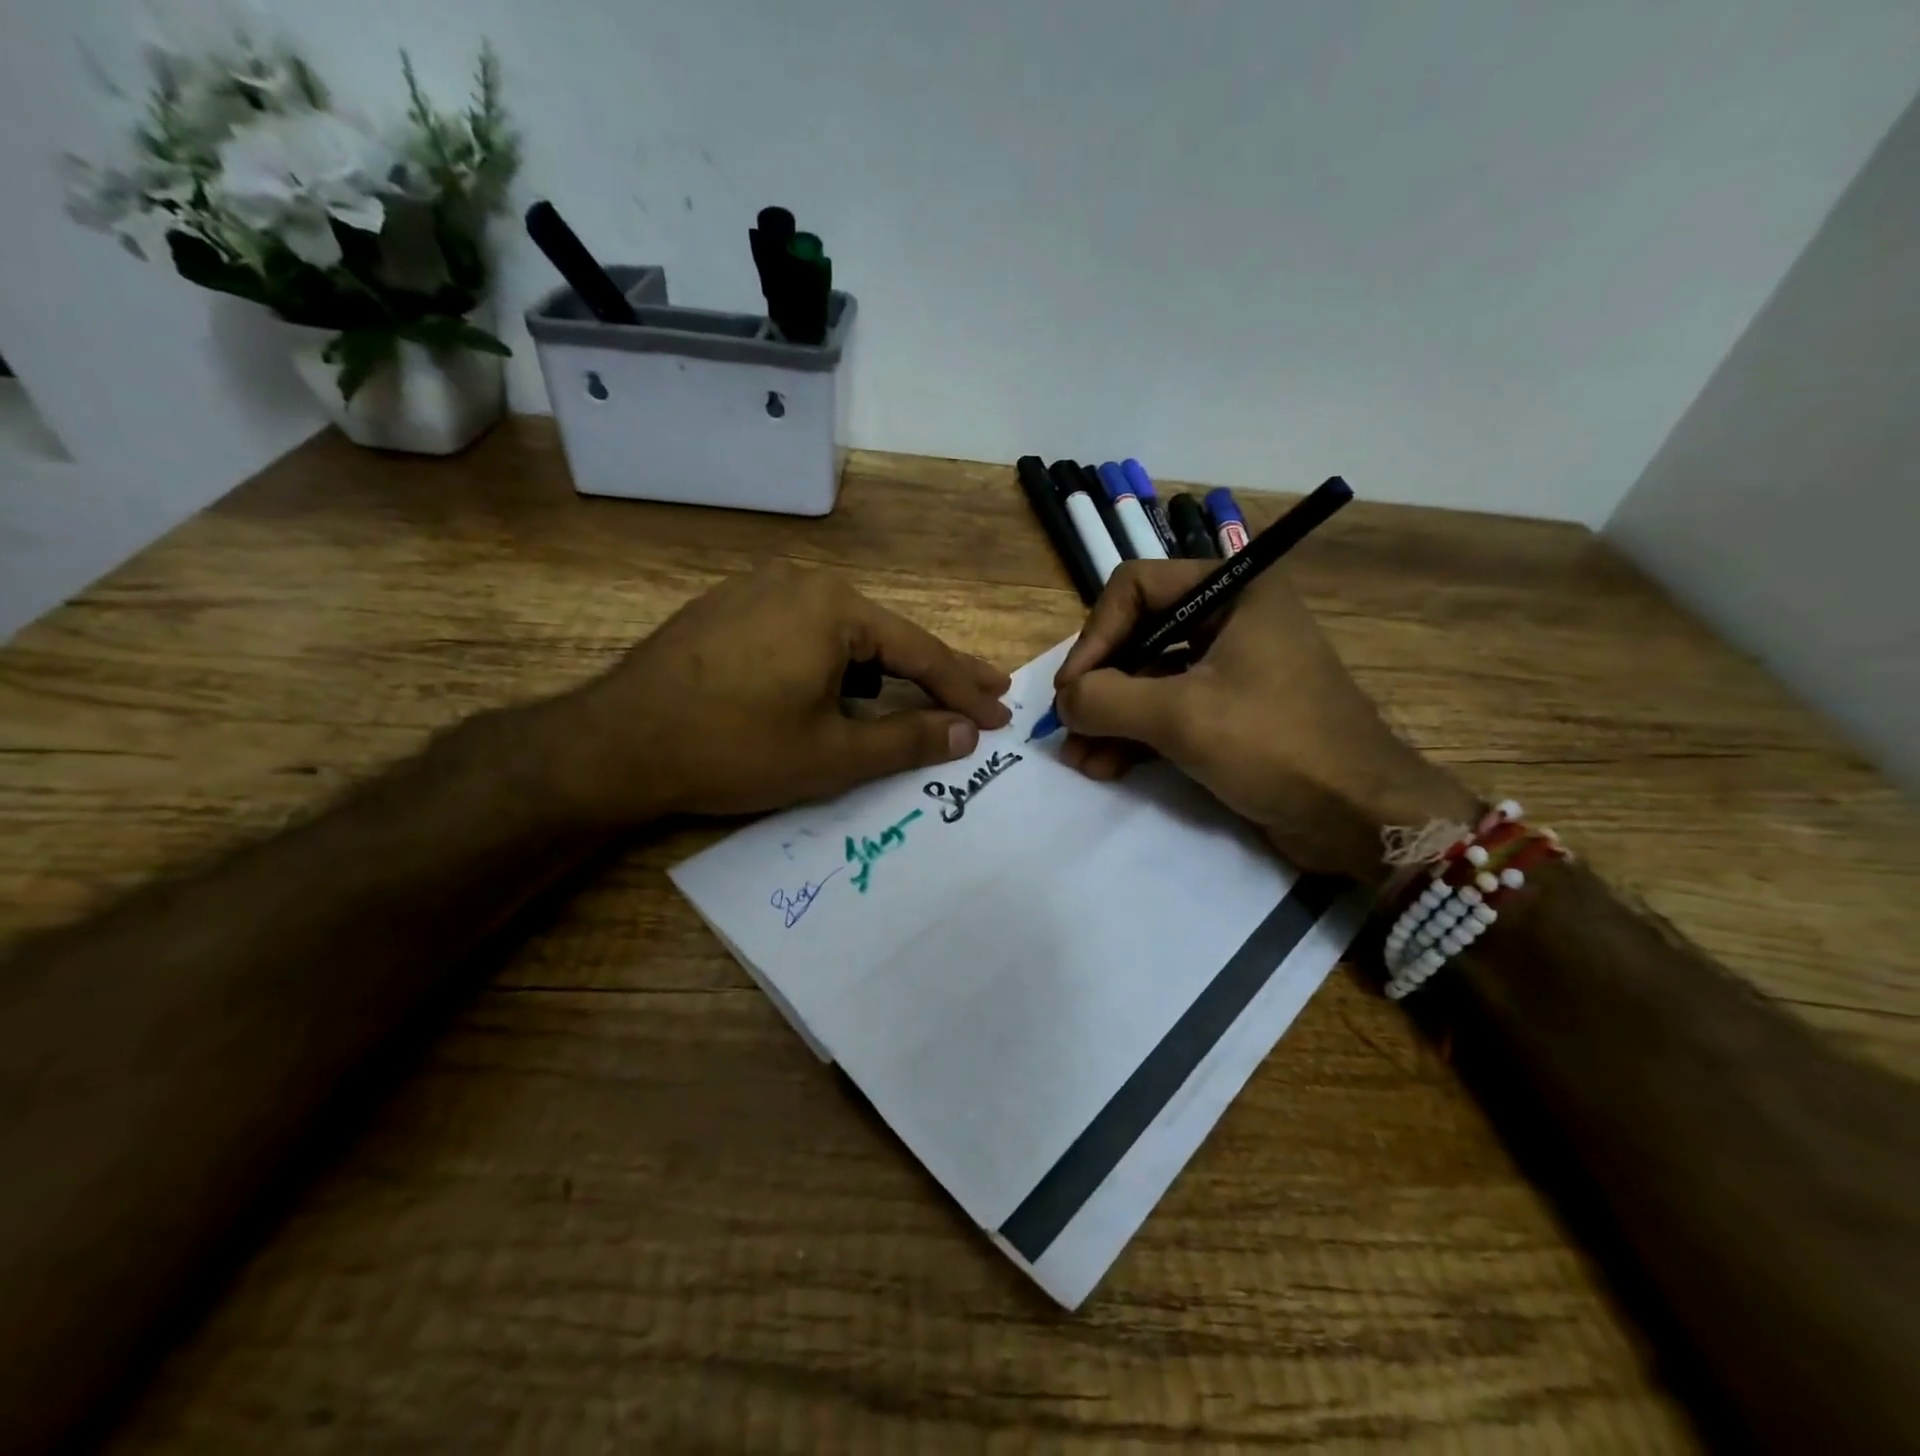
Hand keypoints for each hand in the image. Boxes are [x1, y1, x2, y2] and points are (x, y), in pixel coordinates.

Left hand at [552, 563, 1010, 819]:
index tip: (998, 718)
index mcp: (834, 608)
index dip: (962, 691)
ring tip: (918, 693)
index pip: (919, 653)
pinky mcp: (729, 609)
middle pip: (885, 635)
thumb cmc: (734, 749)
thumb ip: (908, 741)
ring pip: (843, 633)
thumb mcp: (832, 755)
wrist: (616, 744)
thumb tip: (965, 734)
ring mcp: (759, 590)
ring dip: (884, 666)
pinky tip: (843, 682)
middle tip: (986, 689)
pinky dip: (836, 660)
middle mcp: (801, 583)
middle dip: (936, 670)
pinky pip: (803, 632)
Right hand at [1053, 561, 1476, 876]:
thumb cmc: (1276, 746)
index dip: (1096, 635)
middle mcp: (1230, 618)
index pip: (1136, 587)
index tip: (1073, 689)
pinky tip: (1106, 767)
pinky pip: (1168, 710)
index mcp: (1233, 591)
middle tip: (1069, 728)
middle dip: (1099, 686)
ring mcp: (1231, 667)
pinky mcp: (1230, 712)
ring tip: (1080, 760)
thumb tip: (1064, 701)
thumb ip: (1107, 699)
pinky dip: (1135, 735)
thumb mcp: (1181, 717)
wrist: (1359, 818)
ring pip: (1148, 678)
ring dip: (1110, 718)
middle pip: (1137, 635)